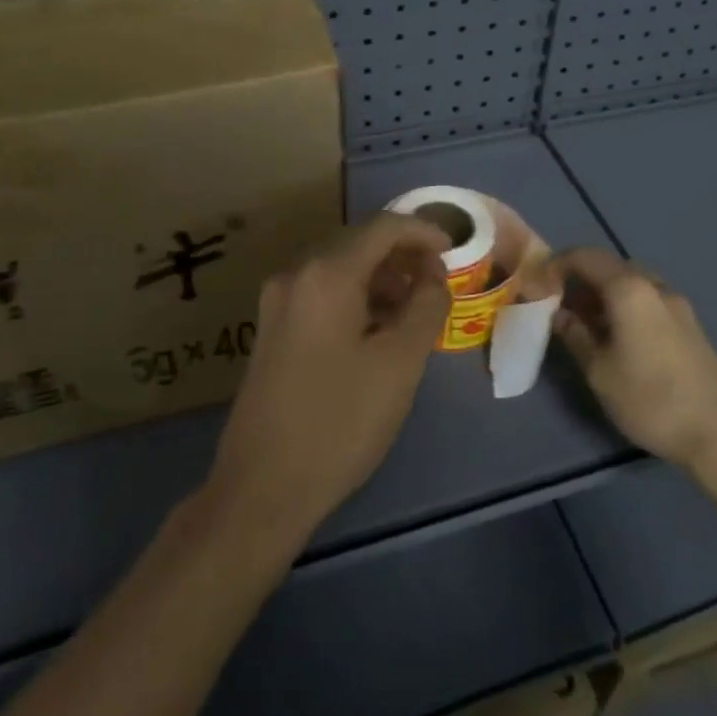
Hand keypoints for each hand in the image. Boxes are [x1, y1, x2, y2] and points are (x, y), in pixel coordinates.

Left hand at [205, 213, 450, 550]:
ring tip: (415, 312)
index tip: (454, 253)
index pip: (383, 227)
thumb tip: (433, 276)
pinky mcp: (272, 330)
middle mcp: (296, 275)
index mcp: (326, 274)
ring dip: (382, 281)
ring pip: (340, 271)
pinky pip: (323, 295)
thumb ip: (426, 306)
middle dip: (403, 257)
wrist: (262, 488)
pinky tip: (378, 332)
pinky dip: (357, 300)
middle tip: (438, 285)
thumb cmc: (340, 421)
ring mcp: (277, 303)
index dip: (423, 232)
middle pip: (359, 244)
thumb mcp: (400, 362)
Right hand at [552, 246, 716, 472]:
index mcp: (629, 288)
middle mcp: (654, 285)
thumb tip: (557, 314)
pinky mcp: (689, 323)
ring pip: (630, 283)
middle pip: (609, 266)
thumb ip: (574, 335)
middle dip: (579, 279)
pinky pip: (647, 299)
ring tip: (582, 322)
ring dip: (602, 293)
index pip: (584, 256)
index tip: (537, 285)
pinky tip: (615, 336)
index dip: (556, 265)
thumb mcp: (599, 371)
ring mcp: (676, 303)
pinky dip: (624, 305)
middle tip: (556, 305)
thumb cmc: (650, 399)